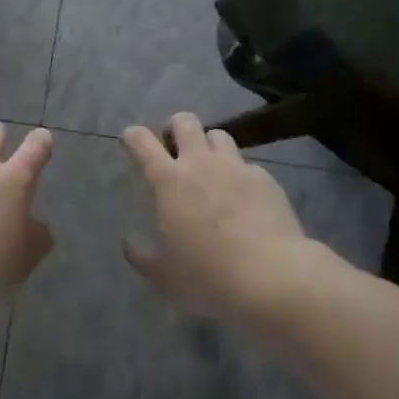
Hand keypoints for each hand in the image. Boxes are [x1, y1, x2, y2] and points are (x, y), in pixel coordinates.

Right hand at [120, 113, 332, 322]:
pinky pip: (247, 165)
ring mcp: (235, 167)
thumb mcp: (163, 276)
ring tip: (211, 168)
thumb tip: (127, 243)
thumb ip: (140, 256)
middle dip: (176, 128)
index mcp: (168, 180)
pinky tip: (245, 198)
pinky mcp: (265, 178)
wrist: (271, 276)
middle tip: (175, 149)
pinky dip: (240, 175)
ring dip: (209, 145)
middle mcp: (200, 162)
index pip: (142, 141)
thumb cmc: (208, 275)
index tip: (131, 140)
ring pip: (218, 135)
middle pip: (184, 121)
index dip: (134, 136)